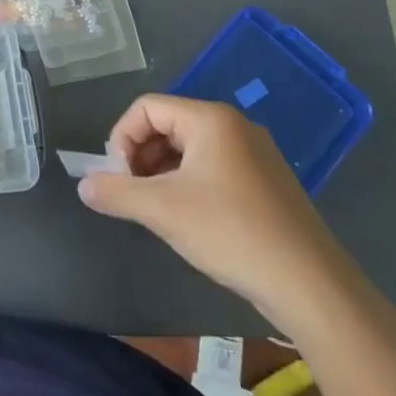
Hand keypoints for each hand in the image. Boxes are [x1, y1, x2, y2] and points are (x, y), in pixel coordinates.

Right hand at [77, 95, 362, 336]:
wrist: (311, 287)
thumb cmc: (231, 233)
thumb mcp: (162, 210)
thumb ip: (116, 192)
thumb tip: (84, 186)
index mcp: (210, 120)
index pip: (147, 108)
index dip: (122, 138)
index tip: (117, 178)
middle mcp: (234, 127)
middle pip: (167, 125)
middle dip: (140, 157)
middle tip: (131, 195)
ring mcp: (255, 155)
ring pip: (189, 149)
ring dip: (161, 173)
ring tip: (155, 210)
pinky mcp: (266, 183)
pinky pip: (212, 168)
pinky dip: (188, 185)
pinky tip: (187, 220)